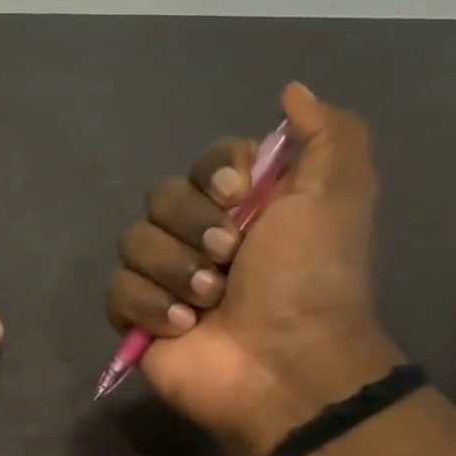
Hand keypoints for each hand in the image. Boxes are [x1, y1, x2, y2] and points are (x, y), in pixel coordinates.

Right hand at [104, 83, 401, 451]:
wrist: (285, 363)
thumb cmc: (311, 279)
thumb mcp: (339, 194)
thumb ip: (328, 134)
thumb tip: (291, 92)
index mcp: (244, 207)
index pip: (204, 163)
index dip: (213, 175)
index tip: (239, 198)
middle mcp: (201, 236)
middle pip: (160, 197)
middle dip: (193, 226)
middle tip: (230, 259)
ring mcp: (165, 278)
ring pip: (133, 241)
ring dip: (175, 270)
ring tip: (209, 302)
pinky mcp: (138, 318)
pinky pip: (116, 289)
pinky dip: (149, 305)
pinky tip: (183, 326)